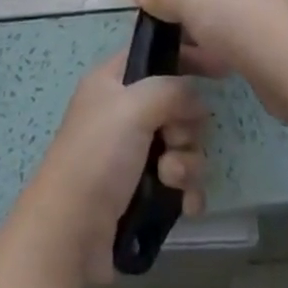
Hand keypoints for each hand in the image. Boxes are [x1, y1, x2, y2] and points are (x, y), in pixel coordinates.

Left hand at [18, 56, 208, 284]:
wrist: (70, 233)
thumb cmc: (98, 156)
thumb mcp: (133, 107)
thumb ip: (171, 90)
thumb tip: (196, 99)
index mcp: (113, 81)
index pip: (155, 54)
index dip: (185, 57)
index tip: (216, 71)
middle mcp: (124, 112)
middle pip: (176, 104)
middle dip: (185, 126)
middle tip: (172, 140)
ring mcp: (134, 153)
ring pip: (183, 144)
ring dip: (185, 163)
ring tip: (168, 179)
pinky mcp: (143, 191)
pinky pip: (181, 181)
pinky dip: (187, 191)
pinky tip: (187, 206)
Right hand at [127, 0, 287, 123]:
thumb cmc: (242, 21)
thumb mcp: (192, 3)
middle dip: (194, 4)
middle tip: (169, 25)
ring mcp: (281, 3)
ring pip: (234, 11)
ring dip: (209, 30)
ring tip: (183, 52)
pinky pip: (250, 36)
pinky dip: (230, 48)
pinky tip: (211, 69)